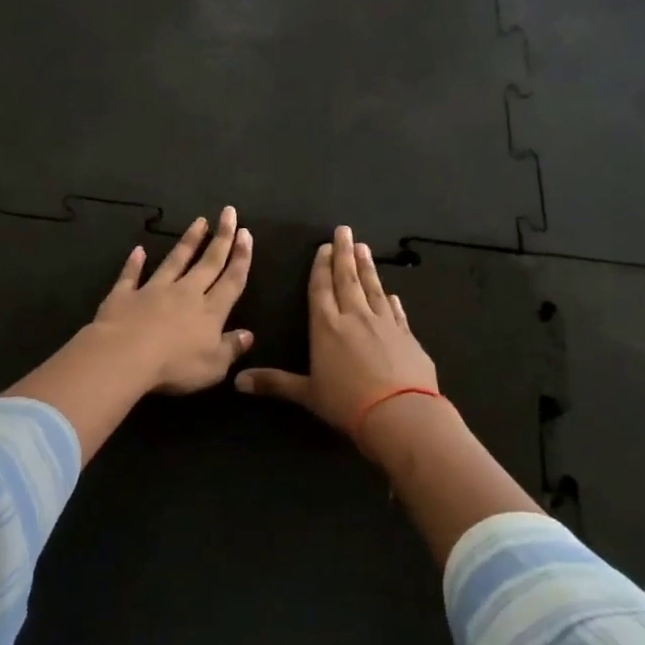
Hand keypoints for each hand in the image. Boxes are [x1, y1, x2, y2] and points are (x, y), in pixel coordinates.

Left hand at [90, 206, 254, 393]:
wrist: (125, 356)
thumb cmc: (174, 366)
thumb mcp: (213, 366)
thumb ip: (231, 348)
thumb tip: (248, 334)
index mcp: (210, 311)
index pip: (231, 280)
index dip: (241, 257)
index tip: (246, 234)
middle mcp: (185, 293)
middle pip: (207, 262)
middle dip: (221, 237)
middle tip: (229, 212)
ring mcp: (153, 290)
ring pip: (175, 261)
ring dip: (188, 241)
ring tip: (199, 221)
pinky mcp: (124, 295)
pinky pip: (131, 275)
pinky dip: (134, 263)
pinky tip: (138, 250)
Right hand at [235, 225, 438, 448]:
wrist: (401, 413)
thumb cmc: (347, 403)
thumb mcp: (307, 394)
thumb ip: (274, 383)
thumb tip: (236, 382)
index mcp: (326, 327)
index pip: (321, 290)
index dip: (321, 267)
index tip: (324, 247)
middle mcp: (355, 318)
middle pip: (348, 279)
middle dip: (344, 254)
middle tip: (345, 231)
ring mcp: (385, 324)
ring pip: (373, 289)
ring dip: (367, 268)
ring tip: (364, 248)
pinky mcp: (408, 336)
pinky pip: (397, 312)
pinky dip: (391, 300)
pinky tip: (391, 293)